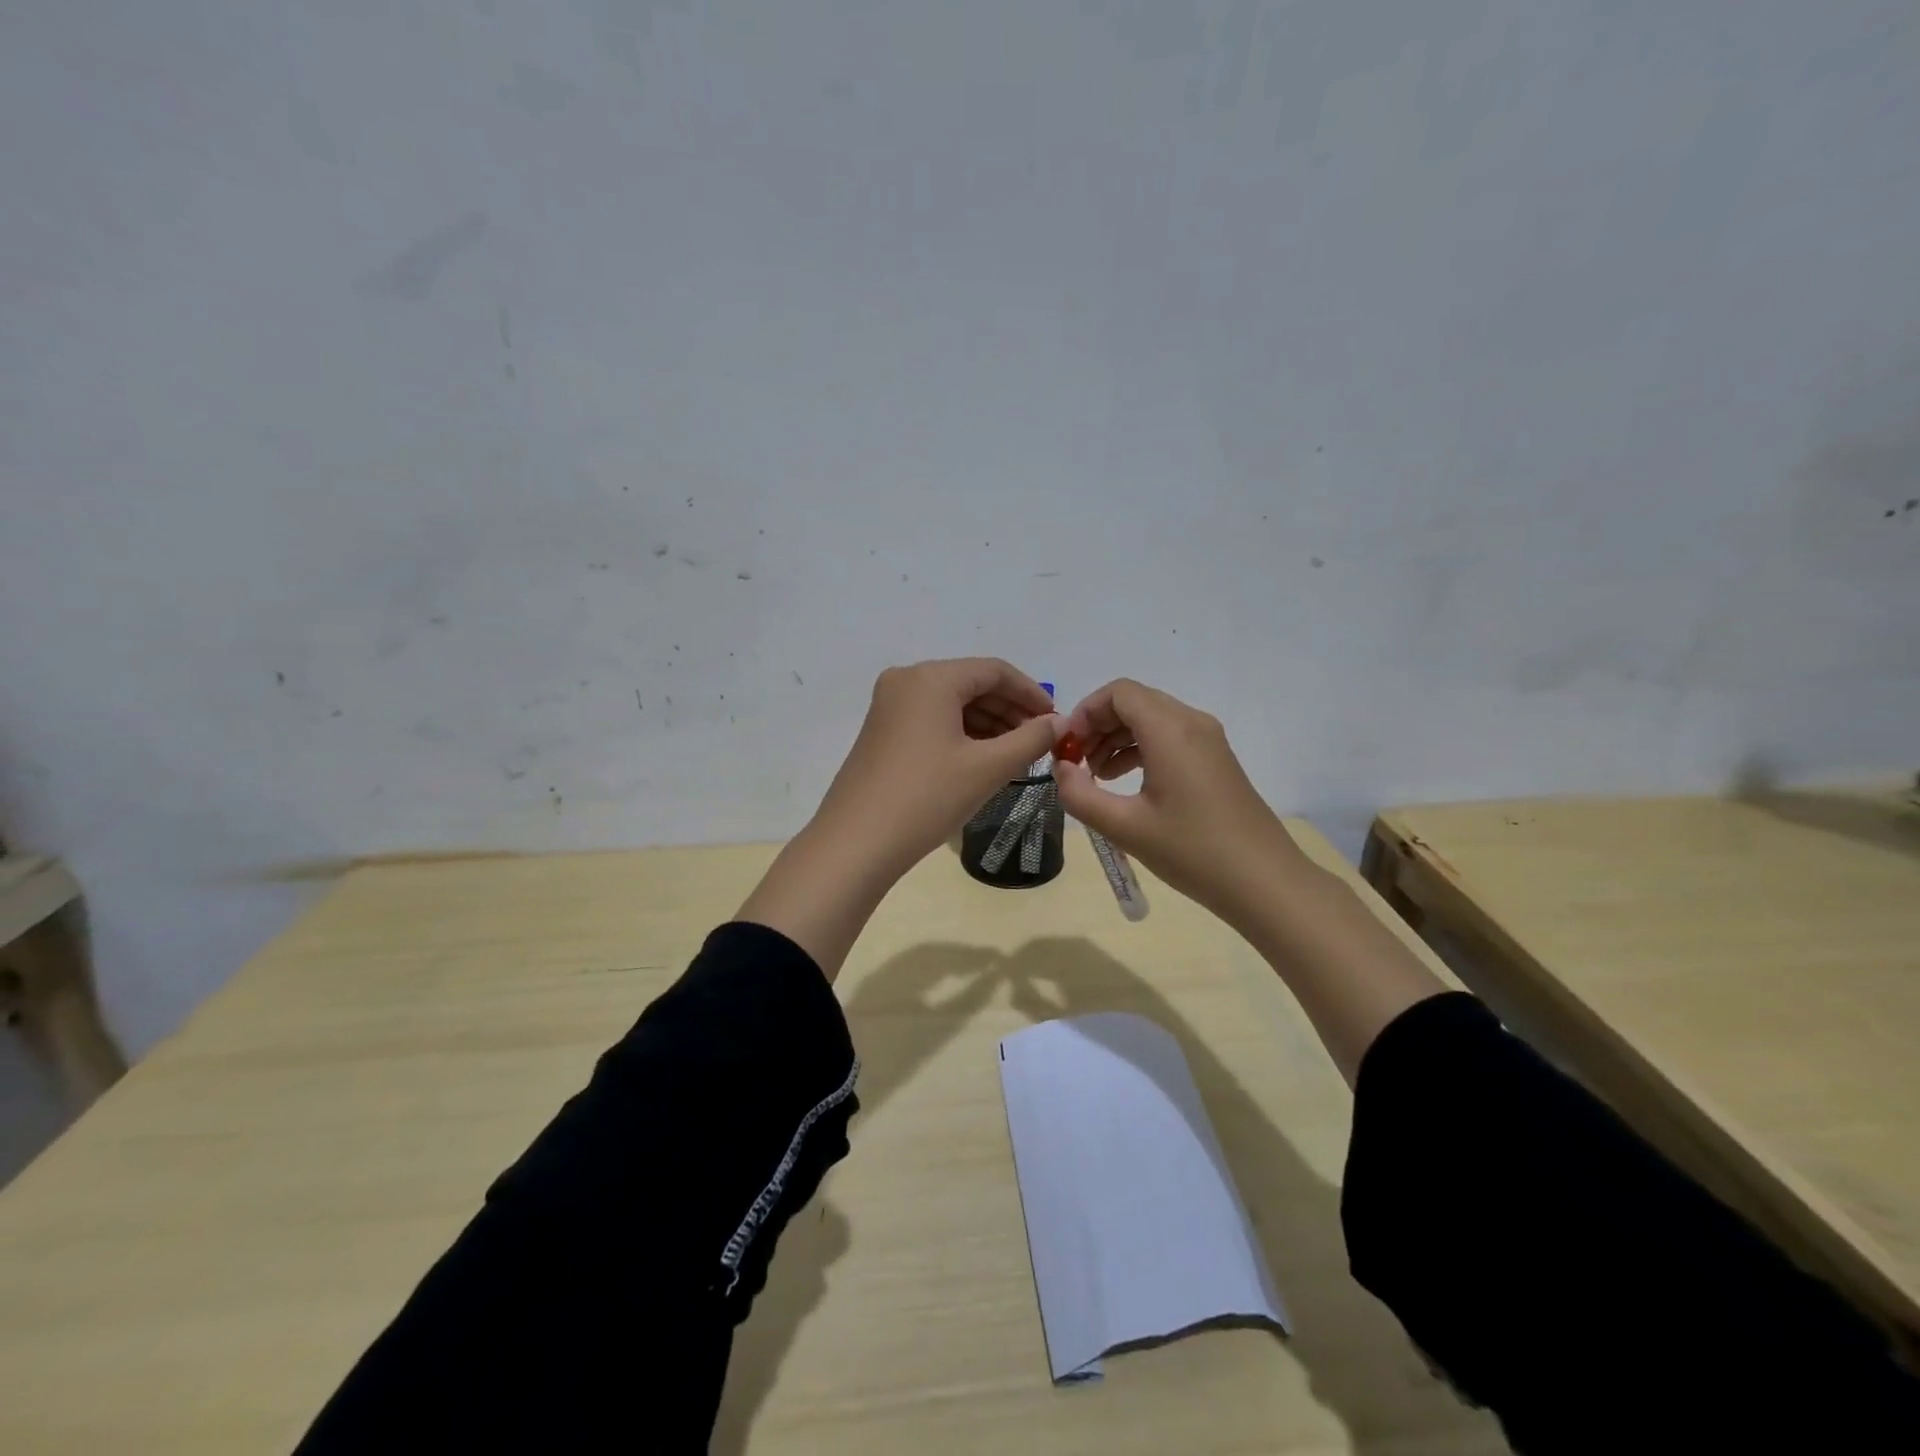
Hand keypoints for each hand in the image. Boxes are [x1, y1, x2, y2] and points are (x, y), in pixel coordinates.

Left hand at [738, 659, 1058, 979]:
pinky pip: (932, 720)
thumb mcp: (987, 768)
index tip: (1056, 720)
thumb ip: (1030, 739)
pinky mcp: (882, 731)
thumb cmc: (927, 798)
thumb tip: (1059, 723)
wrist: (856, 843)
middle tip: (1040, 740)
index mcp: (930, 678)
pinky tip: (983, 759)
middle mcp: (906, 681)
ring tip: (1017, 754)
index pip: (994, 671)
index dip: (1031, 693)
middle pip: (971, 684)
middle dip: (1010, 710)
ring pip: (951, 703)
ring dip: (988, 724)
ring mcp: (889, 706)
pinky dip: (962, 734)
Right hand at [1052, 679, 1306, 923]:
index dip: (1084, 712)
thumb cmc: (1192, 851)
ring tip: (1095, 777)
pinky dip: (1140, 749)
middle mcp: (1191, 723)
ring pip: (1151, 719)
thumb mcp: (1125, 827)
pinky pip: (1169, 737)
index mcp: (1170, 730)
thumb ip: (1080, 795)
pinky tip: (1125, 783)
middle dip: (1097, 726)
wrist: (1264, 882)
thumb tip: (1060, 769)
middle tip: (1075, 763)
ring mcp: (1208, 740)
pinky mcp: (1215, 760)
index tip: (1066, 748)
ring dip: (1117, 738)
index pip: (1118, 693)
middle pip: (1134, 702)